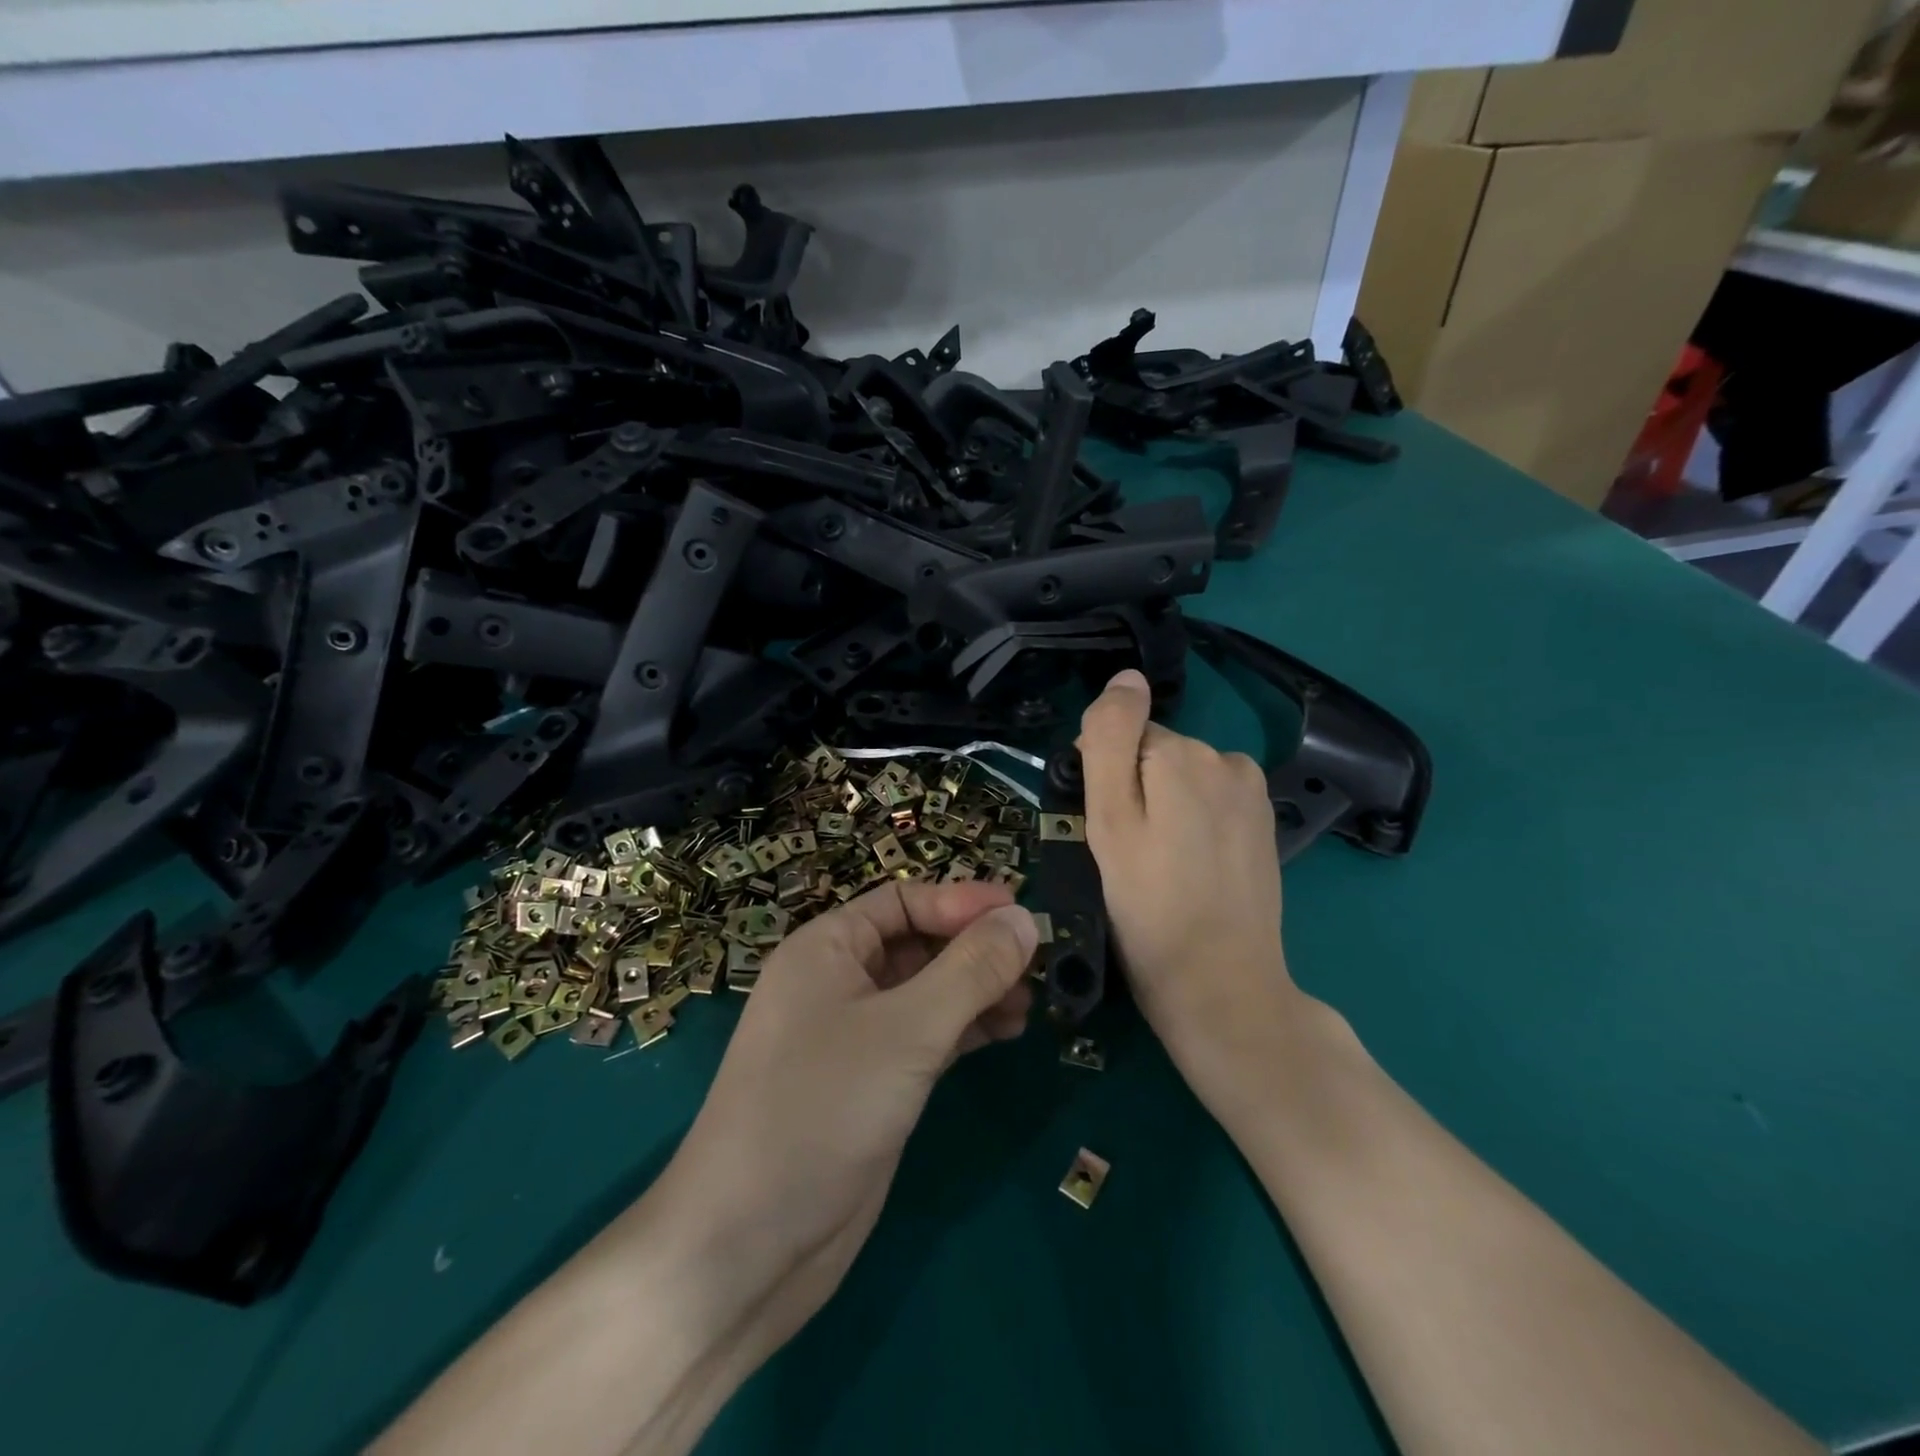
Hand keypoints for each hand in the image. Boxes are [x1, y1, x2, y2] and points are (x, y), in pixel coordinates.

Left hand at [661, 879, 1037, 1362]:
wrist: (748, 1246)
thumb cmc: (822, 1108)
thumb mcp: (907, 1029)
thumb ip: (971, 970)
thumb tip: (1023, 918)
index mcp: (827, 948)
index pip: (903, 900)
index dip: (961, 901)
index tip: (1022, 913)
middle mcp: (838, 982)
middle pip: (917, 943)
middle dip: (974, 948)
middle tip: (1037, 960)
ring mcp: (854, 1036)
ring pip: (926, 992)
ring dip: (976, 990)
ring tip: (1030, 1000)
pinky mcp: (872, 1083)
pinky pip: (927, 1035)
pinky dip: (965, 1029)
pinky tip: (1007, 1031)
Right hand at [1077, 669, 1300, 1102]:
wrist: (1221, 986)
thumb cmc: (1148, 907)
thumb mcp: (1109, 821)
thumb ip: (1111, 740)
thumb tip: (1126, 677)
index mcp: (1184, 754)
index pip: (1122, 738)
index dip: (1103, 782)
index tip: (1103, 833)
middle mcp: (1227, 760)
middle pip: (1154, 756)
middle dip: (1136, 793)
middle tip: (1129, 857)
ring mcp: (1252, 794)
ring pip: (1181, 780)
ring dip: (1164, 810)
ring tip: (1160, 868)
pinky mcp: (1263, 825)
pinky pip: (1210, 803)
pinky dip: (1193, 825)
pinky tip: (1191, 870)